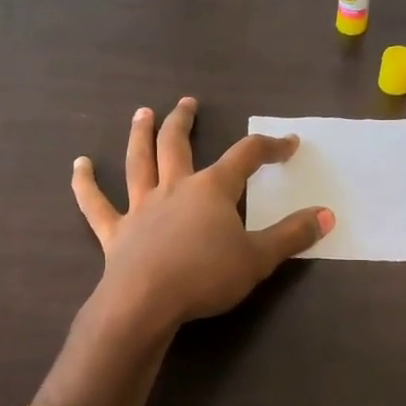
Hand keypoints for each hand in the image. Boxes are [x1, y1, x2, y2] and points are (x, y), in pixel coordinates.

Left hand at [71, 97, 333, 330]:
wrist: (147, 302)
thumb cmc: (206, 277)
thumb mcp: (259, 258)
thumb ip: (292, 235)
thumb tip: (327, 214)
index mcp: (212, 189)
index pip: (246, 157)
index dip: (269, 147)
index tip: (288, 143)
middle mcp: (175, 188)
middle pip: (178, 145)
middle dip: (184, 121)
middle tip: (186, 103)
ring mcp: (141, 207)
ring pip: (139, 163)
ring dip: (140, 135)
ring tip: (142, 113)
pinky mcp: (115, 232)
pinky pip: (96, 204)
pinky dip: (85, 184)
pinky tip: (78, 165)